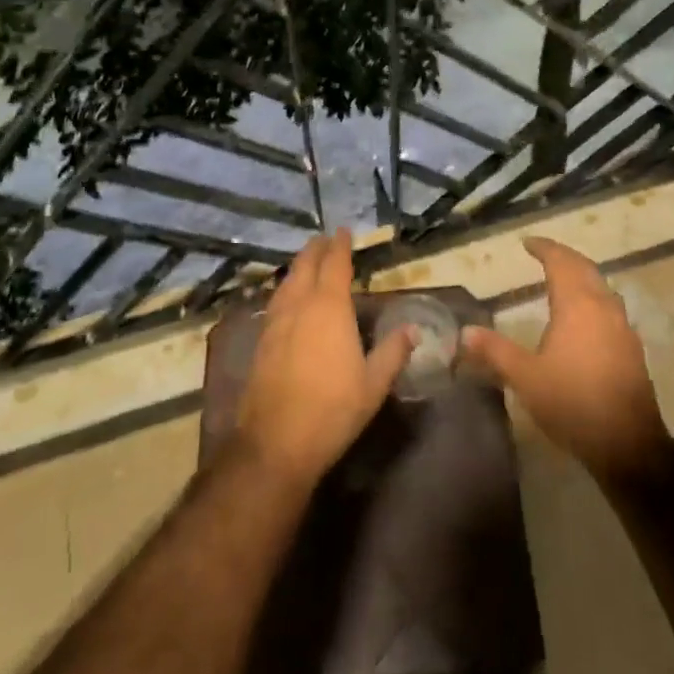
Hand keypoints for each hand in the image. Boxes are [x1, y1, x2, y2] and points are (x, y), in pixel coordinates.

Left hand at [234, 228, 415, 486]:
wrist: (276, 442)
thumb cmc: (333, 409)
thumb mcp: (374, 383)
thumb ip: (393, 352)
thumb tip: (412, 329)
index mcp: (330, 308)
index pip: (335, 265)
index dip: (339, 246)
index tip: (342, 231)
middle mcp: (300, 306)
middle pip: (305, 267)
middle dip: (314, 250)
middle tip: (323, 239)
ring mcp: (276, 323)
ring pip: (286, 283)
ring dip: (297, 268)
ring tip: (305, 263)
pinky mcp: (262, 343)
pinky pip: (275, 303)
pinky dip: (285, 291)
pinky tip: (287, 300)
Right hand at [461, 236, 669, 481]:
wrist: (627, 443)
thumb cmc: (572, 402)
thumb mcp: (525, 377)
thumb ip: (495, 350)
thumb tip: (465, 331)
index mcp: (577, 305)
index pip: (560, 262)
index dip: (544, 248)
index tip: (528, 242)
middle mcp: (603, 307)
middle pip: (584, 268)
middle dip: (564, 257)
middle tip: (543, 254)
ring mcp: (622, 327)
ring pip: (601, 287)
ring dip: (581, 276)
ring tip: (562, 280)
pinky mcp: (632, 348)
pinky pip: (610, 308)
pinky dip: (593, 298)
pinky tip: (584, 317)